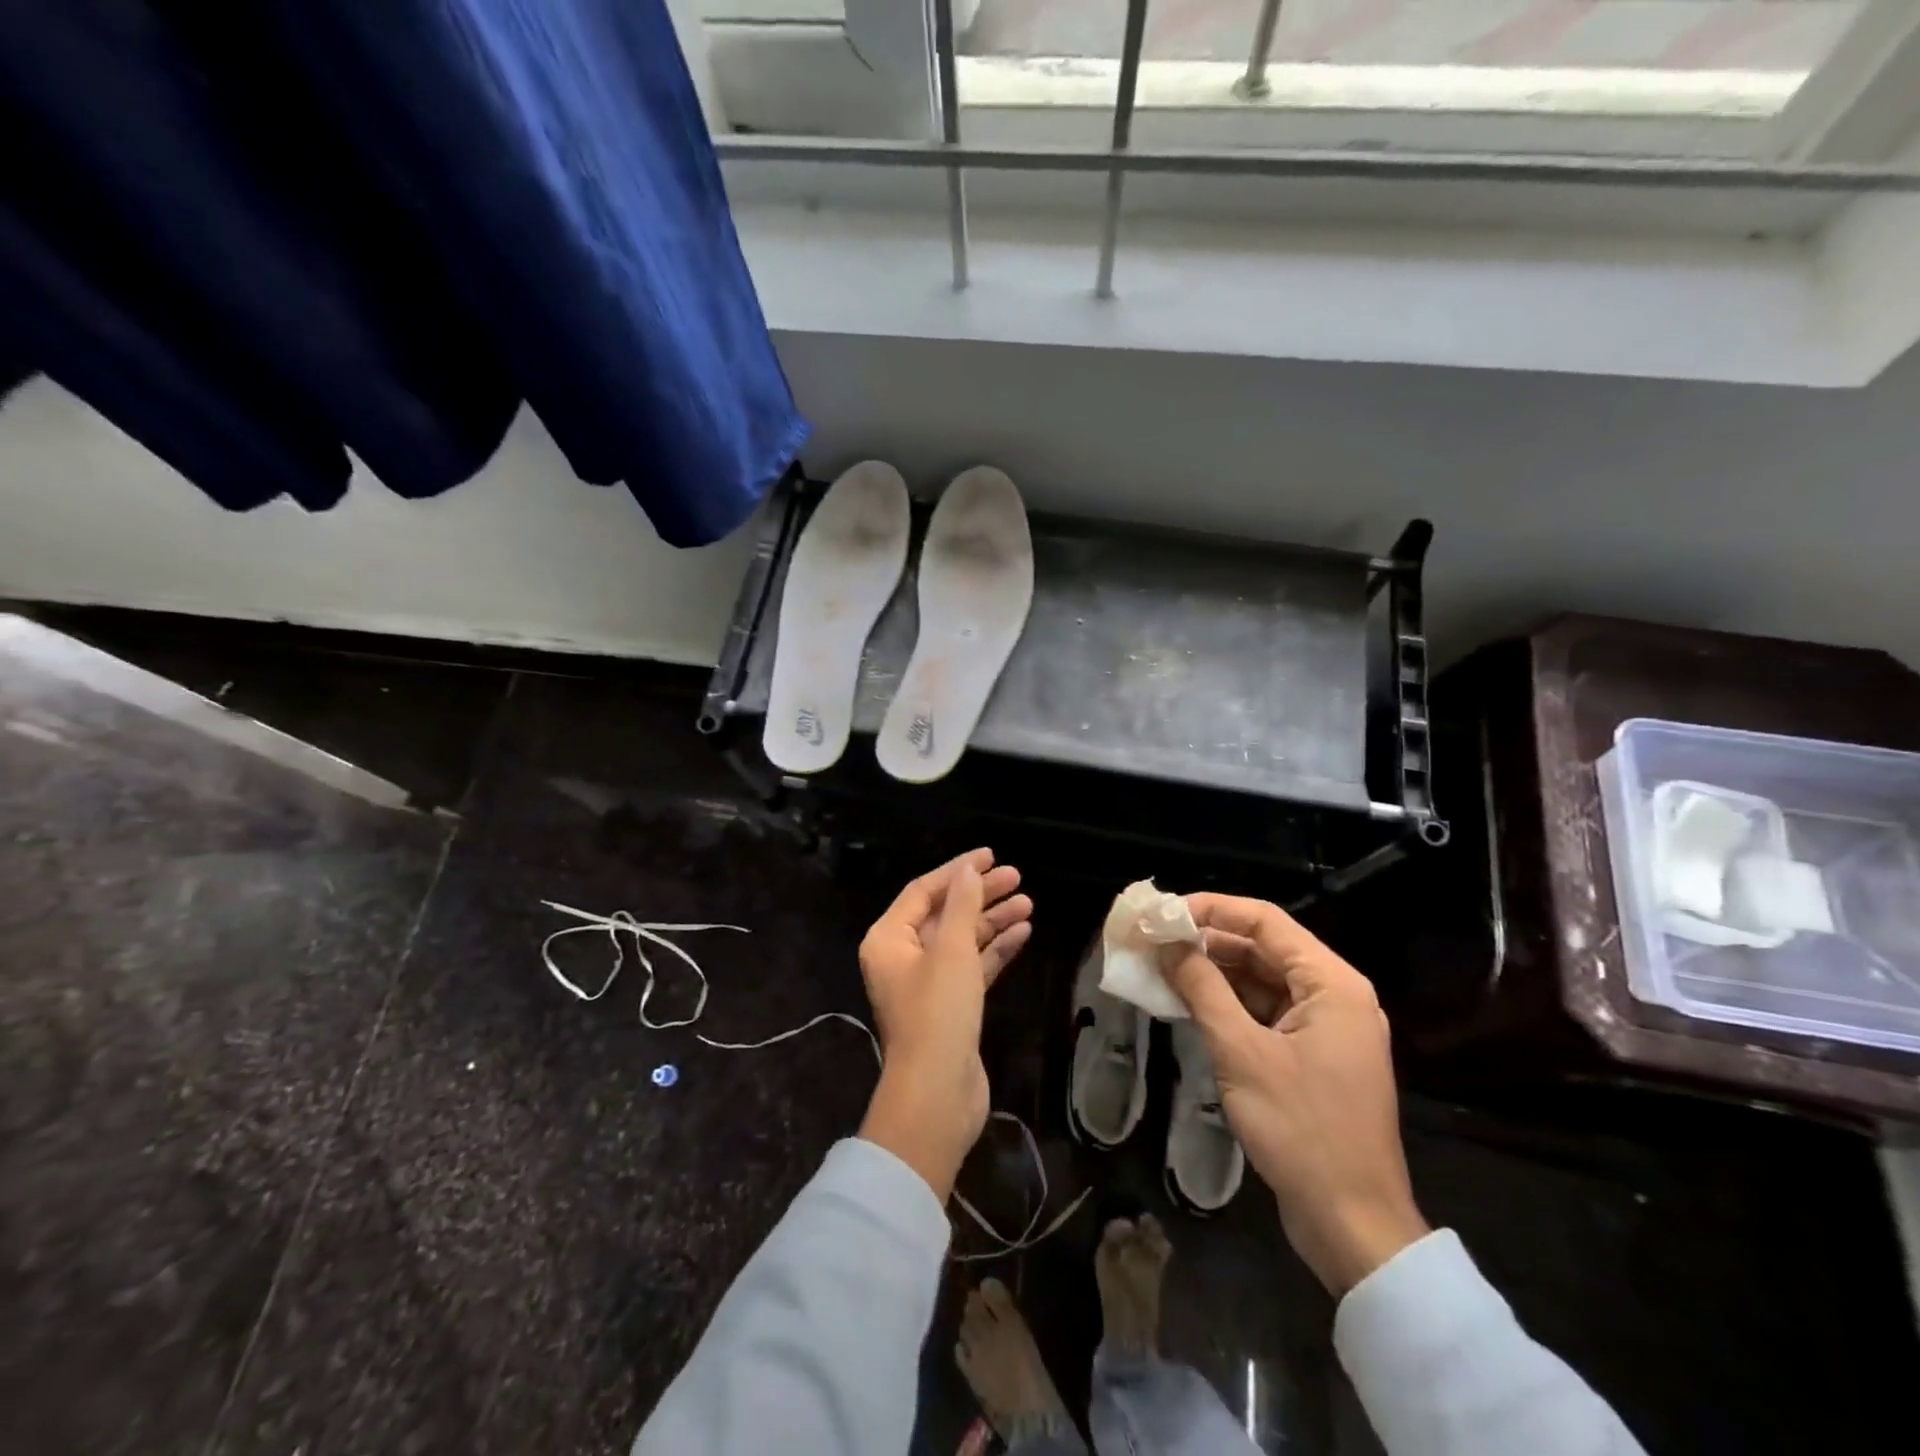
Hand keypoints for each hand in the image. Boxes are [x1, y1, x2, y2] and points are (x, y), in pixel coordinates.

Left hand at [857, 849, 1032, 1200]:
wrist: (938, 1093)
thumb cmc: (938, 1012)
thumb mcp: (951, 949)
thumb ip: (962, 905)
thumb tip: (968, 870)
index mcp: (888, 939)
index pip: (924, 891)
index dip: (957, 871)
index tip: (990, 856)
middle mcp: (902, 957)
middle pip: (945, 913)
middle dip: (980, 895)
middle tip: (1017, 878)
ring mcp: (927, 983)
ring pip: (962, 940)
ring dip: (993, 921)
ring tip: (1028, 903)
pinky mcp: (950, 1006)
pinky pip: (972, 966)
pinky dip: (995, 950)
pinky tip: (1023, 933)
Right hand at [1163, 895, 1428, 1295]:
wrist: (1353, 1226)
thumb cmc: (1301, 1130)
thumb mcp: (1241, 1052)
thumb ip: (1202, 988)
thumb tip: (1166, 944)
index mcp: (1332, 983)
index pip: (1265, 922)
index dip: (1212, 909)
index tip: (1163, 914)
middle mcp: (1334, 995)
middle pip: (1263, 949)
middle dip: (1207, 943)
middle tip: (1154, 942)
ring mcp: (1325, 1028)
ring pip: (1261, 981)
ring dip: (1213, 974)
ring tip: (1161, 969)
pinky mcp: (1312, 1057)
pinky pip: (1265, 1013)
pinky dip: (1228, 1006)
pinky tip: (1188, 1005)